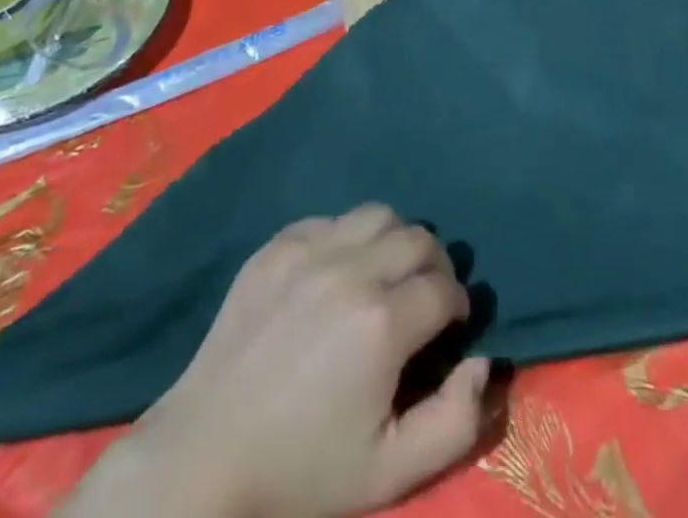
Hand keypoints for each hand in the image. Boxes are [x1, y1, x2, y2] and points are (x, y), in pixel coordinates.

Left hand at [61, 206, 488, 517]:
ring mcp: (310, 250)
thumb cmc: (300, 471)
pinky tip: (337, 274)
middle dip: (436, 265)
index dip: (457, 307)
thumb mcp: (390, 473)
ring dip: (396, 240)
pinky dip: (347, 238)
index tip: (449, 328)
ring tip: (386, 275)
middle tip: (425, 298)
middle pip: (420, 238)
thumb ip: (456, 421)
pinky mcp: (277, 245)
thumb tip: (484, 361)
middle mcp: (351, 270)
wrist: (203, 459)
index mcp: (382, 323)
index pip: (446, 288)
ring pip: (379, 214)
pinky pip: (331, 219)